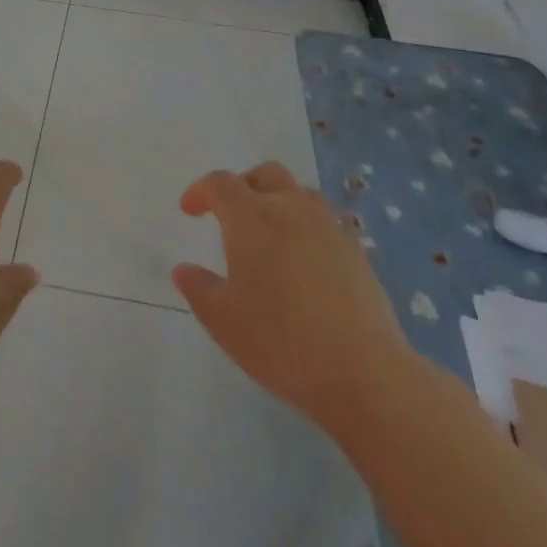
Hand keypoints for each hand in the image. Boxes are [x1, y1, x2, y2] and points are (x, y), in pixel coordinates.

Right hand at [172, 161, 409, 435]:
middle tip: (230, 213)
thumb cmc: (282, 342)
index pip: (220, 184)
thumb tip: (183, 269)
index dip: (201, 191)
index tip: (189, 210)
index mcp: (251, 217)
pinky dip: (306, 227)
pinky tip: (304, 261)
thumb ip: (199, 289)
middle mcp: (289, 208)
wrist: (364, 372)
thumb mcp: (224, 322)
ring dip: (278, 201)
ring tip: (269, 233)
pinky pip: (323, 221)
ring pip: (298, 193)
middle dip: (243, 185)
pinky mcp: (355, 249)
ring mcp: (327, 226)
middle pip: (264, 174)